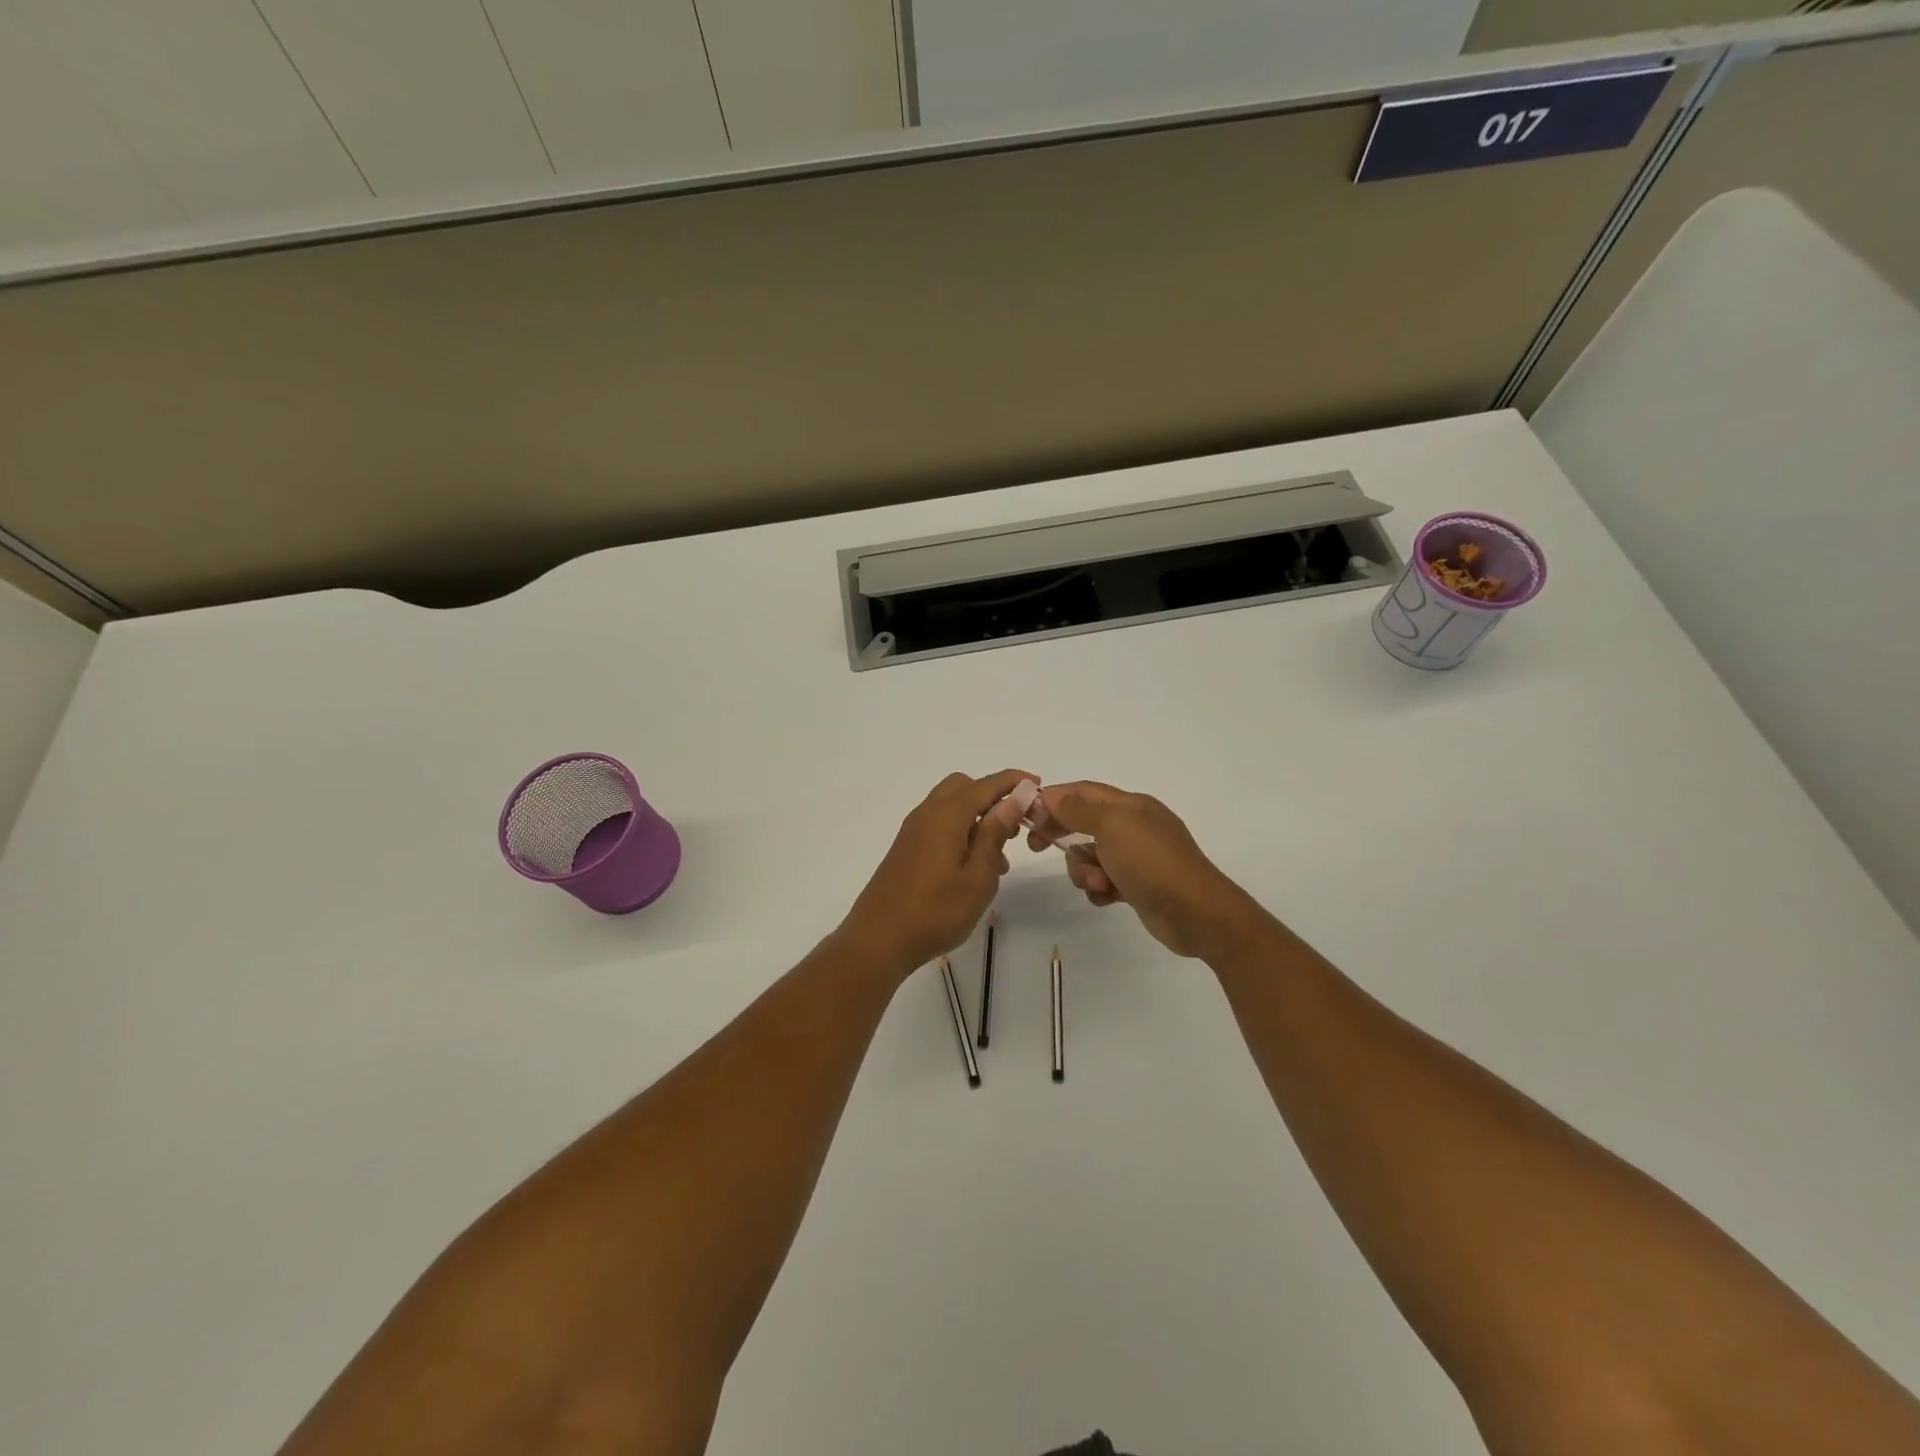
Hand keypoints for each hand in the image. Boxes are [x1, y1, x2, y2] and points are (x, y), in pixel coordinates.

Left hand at [837, 770, 1031, 978]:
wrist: (878, 940)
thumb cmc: (935, 911)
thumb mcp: (977, 877)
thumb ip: (994, 835)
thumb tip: (1013, 799)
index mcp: (946, 815)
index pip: (986, 785)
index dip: (1013, 781)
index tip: (1038, 784)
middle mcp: (927, 814)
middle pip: (963, 786)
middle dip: (992, 796)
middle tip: (1015, 824)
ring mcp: (913, 831)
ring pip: (950, 806)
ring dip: (977, 817)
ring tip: (1000, 857)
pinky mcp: (907, 848)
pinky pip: (939, 825)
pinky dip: (961, 831)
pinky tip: (974, 867)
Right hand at [1029, 781, 1264, 960]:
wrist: (1196, 912)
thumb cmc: (1151, 861)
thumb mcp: (1112, 826)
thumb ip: (1079, 810)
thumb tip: (1052, 796)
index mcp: (1130, 805)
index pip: (1083, 792)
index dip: (1053, 798)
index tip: (1027, 815)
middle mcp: (1133, 826)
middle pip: (1083, 822)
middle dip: (1062, 834)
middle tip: (1038, 847)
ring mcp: (1136, 857)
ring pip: (1091, 856)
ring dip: (1084, 870)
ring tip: (1098, 883)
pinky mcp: (1137, 885)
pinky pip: (1104, 881)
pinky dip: (1099, 888)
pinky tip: (1107, 898)